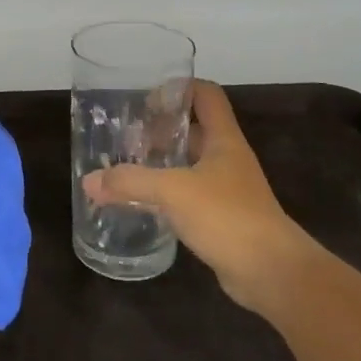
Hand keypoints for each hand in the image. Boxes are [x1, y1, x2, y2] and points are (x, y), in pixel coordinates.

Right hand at [82, 81, 310, 313]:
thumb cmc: (228, 217)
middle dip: (160, 128)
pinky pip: (186, 194)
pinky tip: (140, 201)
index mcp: (223, 139)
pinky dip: (164, 192)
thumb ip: (130, 182)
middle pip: (193, 129)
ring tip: (126, 165)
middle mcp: (226, 158)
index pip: (205, 95)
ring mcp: (225, 189)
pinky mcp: (220, 217)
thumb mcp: (173, 192)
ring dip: (161, 161)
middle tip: (126, 136)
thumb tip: (89, 182)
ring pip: (188, 163)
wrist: (272, 272)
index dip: (178, 88)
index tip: (146, 99)